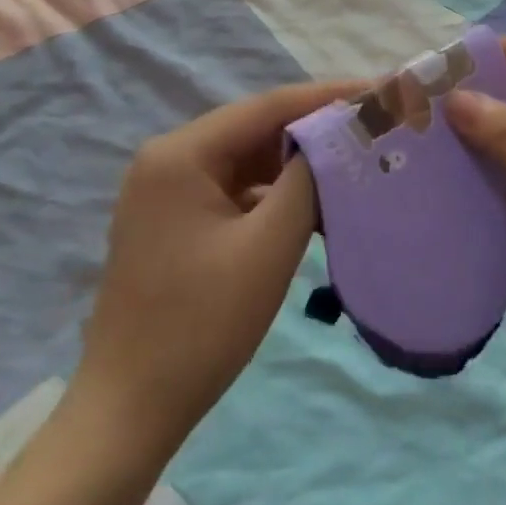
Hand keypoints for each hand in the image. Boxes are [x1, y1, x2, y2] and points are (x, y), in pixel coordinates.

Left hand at [73, 82, 352, 453]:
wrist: (128, 413)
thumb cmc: (200, 326)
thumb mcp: (268, 247)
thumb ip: (306, 181)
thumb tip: (335, 138)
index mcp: (181, 153)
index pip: (267, 106)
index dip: (326, 97)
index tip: (377, 92)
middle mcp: (168, 159)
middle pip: (255, 129)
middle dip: (314, 130)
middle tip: (371, 129)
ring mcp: (166, 191)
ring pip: (246, 160)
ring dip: (295, 165)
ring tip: (352, 163)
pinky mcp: (173, 221)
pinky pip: (233, 190)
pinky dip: (272, 194)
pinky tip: (312, 205)